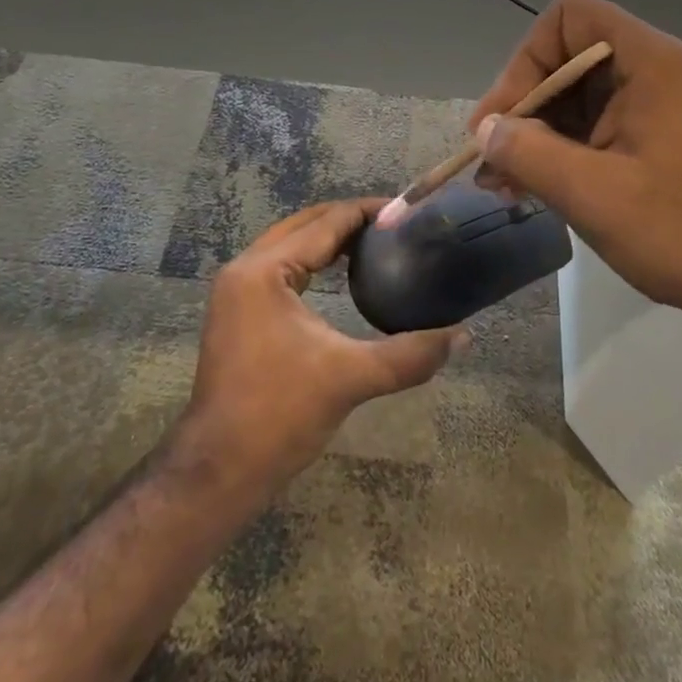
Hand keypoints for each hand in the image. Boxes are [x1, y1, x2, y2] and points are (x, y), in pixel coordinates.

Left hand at [185, 199, 465, 495]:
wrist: (218, 471)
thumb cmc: (280, 415)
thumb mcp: (351, 378)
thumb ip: (410, 354)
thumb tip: (463, 336)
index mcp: (264, 270)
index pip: (325, 223)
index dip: (367, 212)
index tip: (407, 209)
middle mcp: (245, 268)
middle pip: (305, 224)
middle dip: (349, 219)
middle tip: (395, 224)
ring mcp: (236, 289)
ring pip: (290, 243)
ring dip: (329, 237)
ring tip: (375, 242)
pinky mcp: (237, 310)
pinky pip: (281, 265)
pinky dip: (312, 258)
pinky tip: (340, 273)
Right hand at [467, 0, 681, 330]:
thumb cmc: (681, 232)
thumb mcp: (591, 193)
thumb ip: (528, 153)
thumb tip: (484, 130)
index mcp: (649, 62)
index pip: (570, 17)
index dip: (528, 57)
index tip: (506, 116)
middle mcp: (653, 69)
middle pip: (567, 56)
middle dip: (523, 104)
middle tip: (490, 158)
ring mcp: (656, 104)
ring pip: (576, 95)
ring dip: (536, 133)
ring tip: (503, 183)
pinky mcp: (655, 136)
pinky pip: (594, 124)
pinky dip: (561, 149)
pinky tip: (533, 187)